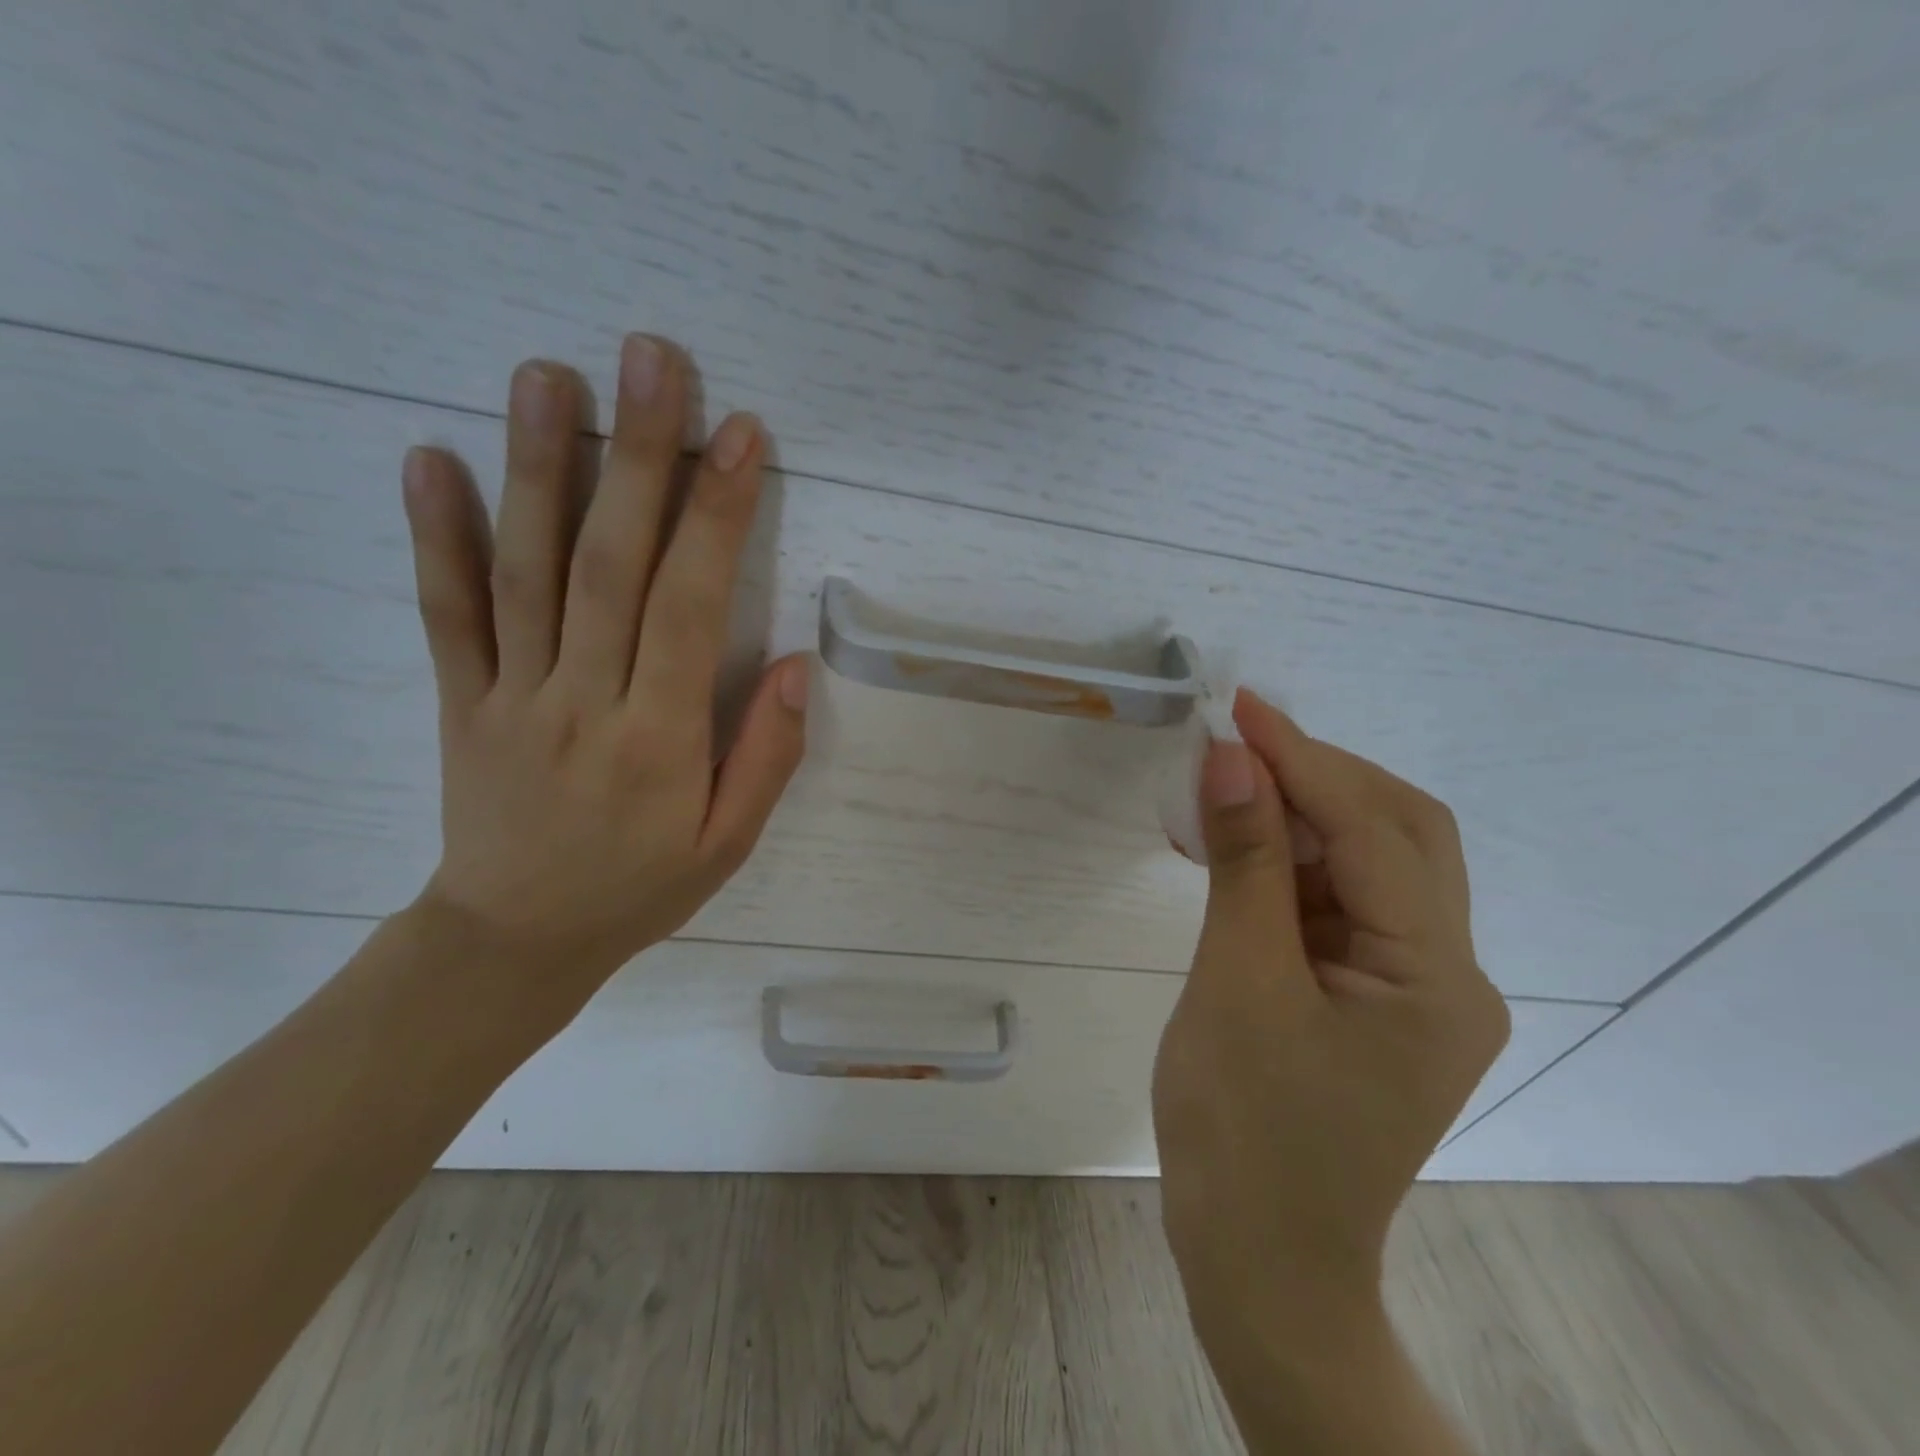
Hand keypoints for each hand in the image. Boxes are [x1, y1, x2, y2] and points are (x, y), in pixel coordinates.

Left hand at [399, 334, 808, 1001]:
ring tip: (548, 376)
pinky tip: (430, 459)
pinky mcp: (460, 701)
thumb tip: (798, 667)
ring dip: (538, 469)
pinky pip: (446, 613)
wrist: (515, 941)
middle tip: (650, 360)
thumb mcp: (729, 843)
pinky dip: (435, 536)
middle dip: (639, 458)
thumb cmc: (640, 889)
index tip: (739, 435)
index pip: (693, 607)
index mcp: (660, 737)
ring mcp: (510, 695)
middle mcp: (583, 700)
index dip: (718, 517)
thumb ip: (767, 755)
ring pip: (525, 571)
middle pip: (611, 564)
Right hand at [1152, 690, 1508, 1360]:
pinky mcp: (1371, 994)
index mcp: (1436, 978)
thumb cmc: (1244, 1130)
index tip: (1238, 709)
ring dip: (1296, 815)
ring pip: (1366, 862)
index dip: (1303, 760)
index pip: (1373, 832)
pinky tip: (1232, 848)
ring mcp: (1412, 985)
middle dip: (1317, 775)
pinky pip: (1335, 901)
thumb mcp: (1238, 983)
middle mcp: (1448, 972)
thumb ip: (1245, 864)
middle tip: (1236, 741)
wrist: (1258, 1259)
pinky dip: (1285, 863)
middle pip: (1398, 833)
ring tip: (1222, 787)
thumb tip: (1233, 759)